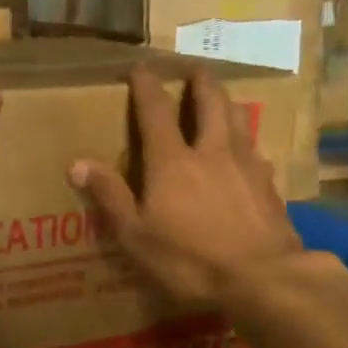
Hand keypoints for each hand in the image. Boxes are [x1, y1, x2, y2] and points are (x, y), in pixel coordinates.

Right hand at [71, 65, 304, 305]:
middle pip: (210, 101)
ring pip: (240, 118)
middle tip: (194, 68)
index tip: (140, 67)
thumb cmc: (191, 259)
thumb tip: (77, 163)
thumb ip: (110, 196)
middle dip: (200, 80)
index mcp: (173, 160)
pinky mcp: (270, 185)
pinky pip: (256, 150)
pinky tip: (248, 153)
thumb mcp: (137, 236)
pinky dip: (247, 141)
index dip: (147, 85)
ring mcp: (246, 165)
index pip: (156, 110)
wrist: (264, 280)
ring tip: (222, 99)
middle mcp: (212, 151)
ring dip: (227, 102)